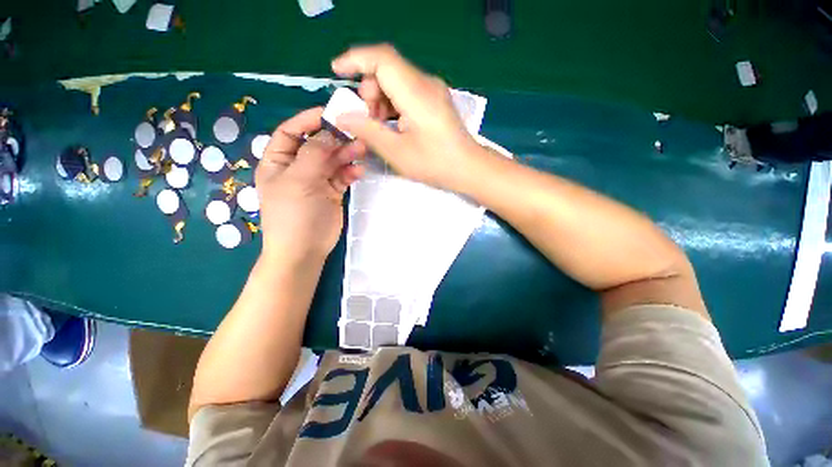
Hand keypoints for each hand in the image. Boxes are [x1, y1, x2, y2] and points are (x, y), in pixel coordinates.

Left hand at [255, 107, 364, 261]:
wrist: (304, 250)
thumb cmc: (293, 215)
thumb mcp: (299, 181)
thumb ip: (315, 154)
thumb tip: (331, 131)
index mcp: (278, 161)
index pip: (291, 131)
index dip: (309, 120)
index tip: (331, 113)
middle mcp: (297, 167)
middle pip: (317, 145)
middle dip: (335, 138)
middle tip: (355, 133)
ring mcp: (316, 180)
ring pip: (333, 160)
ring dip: (347, 154)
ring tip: (362, 150)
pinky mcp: (332, 192)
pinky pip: (343, 176)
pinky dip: (351, 172)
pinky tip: (359, 172)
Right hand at [331, 44, 483, 190]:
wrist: (468, 168)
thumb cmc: (435, 163)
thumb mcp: (397, 152)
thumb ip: (368, 131)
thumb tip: (343, 115)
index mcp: (416, 93)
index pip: (382, 59)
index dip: (355, 59)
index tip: (336, 71)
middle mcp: (425, 83)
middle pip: (387, 69)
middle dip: (369, 90)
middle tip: (367, 119)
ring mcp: (432, 90)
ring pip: (396, 80)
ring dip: (380, 99)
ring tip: (379, 126)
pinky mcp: (435, 99)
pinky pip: (407, 91)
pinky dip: (393, 104)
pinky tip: (393, 125)